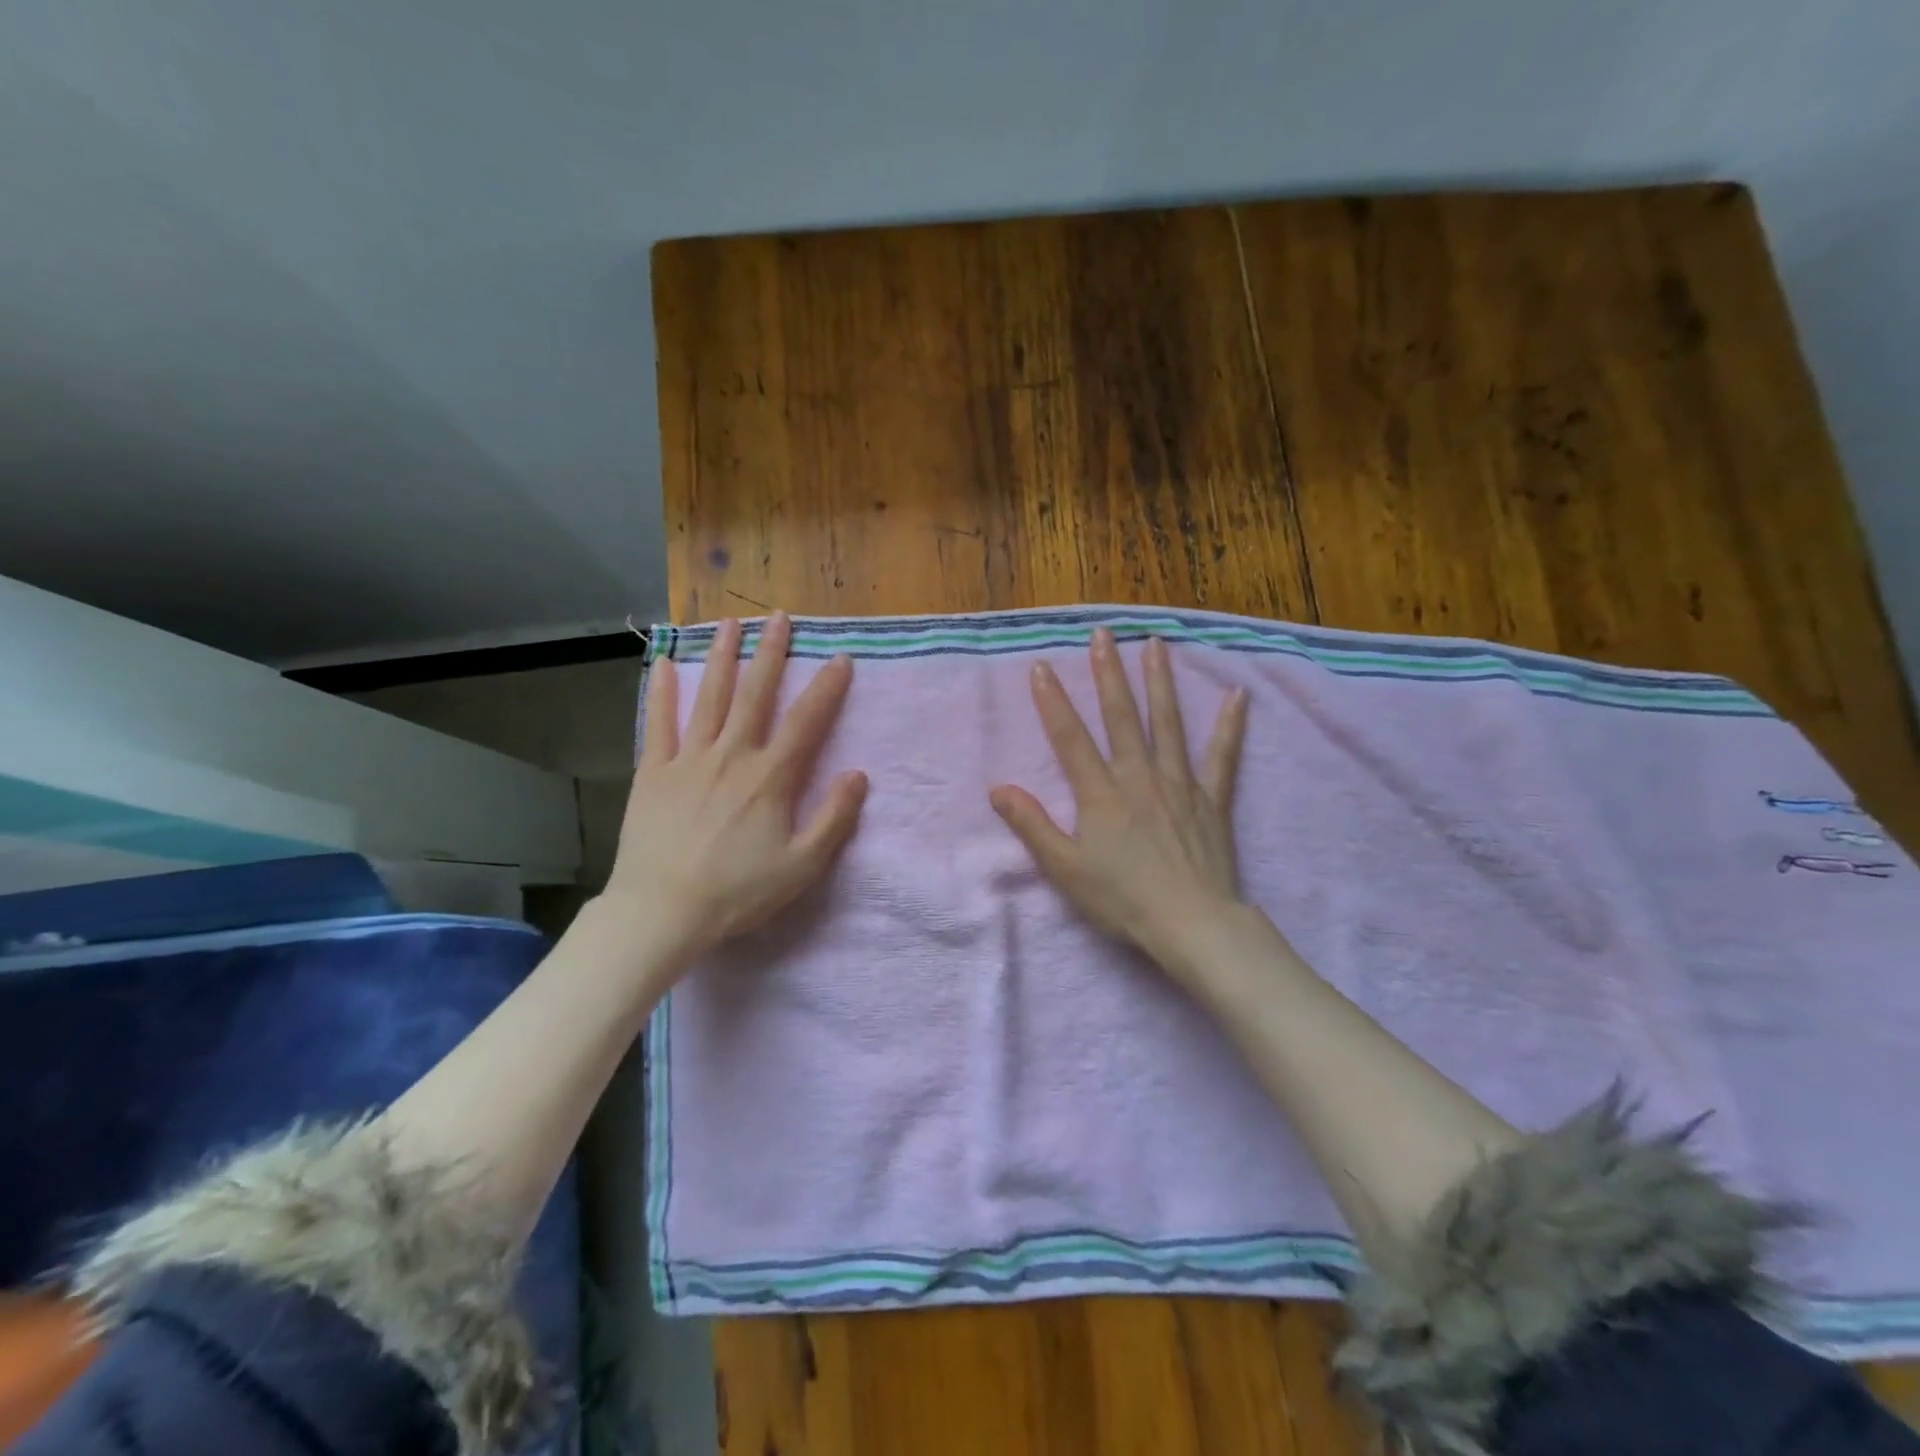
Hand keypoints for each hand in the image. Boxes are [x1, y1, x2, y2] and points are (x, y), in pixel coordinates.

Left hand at [605, 612, 867, 972]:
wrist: (661, 911)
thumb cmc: (737, 892)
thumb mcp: (801, 866)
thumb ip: (834, 819)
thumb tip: (858, 775)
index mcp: (769, 777)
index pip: (806, 722)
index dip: (827, 688)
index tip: (841, 659)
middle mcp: (731, 755)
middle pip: (755, 694)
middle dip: (771, 653)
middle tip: (779, 617)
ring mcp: (688, 759)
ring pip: (709, 697)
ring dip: (721, 657)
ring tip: (729, 623)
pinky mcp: (653, 772)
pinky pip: (658, 723)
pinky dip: (662, 692)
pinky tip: (663, 664)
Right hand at [990, 627, 1250, 977]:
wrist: (1191, 924)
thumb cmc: (1123, 900)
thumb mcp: (1065, 869)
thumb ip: (1033, 826)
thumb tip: (999, 789)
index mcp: (1101, 793)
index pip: (1070, 737)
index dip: (1053, 701)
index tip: (1042, 666)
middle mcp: (1139, 776)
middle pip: (1121, 716)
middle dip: (1108, 673)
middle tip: (1103, 635)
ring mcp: (1179, 784)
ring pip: (1168, 723)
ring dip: (1160, 681)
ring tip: (1156, 644)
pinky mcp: (1212, 799)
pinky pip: (1223, 756)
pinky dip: (1229, 726)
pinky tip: (1238, 696)